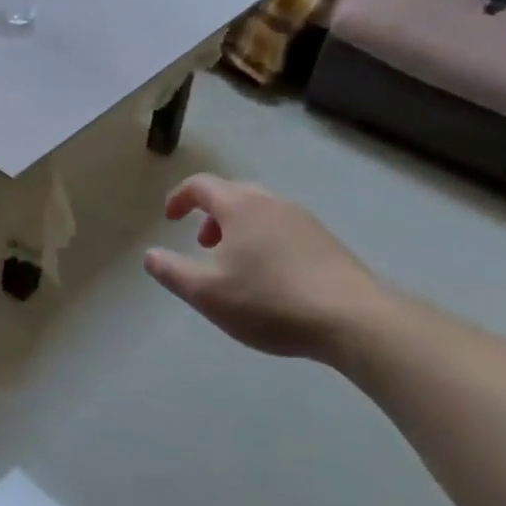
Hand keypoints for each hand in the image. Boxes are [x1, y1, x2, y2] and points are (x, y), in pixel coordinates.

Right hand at [144, 175, 391, 362]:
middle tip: (202, 243)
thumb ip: (171, 271)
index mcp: (240, 206)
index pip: (201, 185)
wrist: (354, 319)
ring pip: (261, 210)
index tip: (169, 218)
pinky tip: (270, 277)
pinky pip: (284, 228)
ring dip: (239, 228)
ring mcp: (304, 221)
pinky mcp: (327, 242)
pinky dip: (265, 240)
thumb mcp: (206, 293)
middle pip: (233, 193)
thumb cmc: (269, 300)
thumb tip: (150, 255)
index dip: (179, 197)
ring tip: (234, 263)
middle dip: (211, 213)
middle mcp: (272, 203)